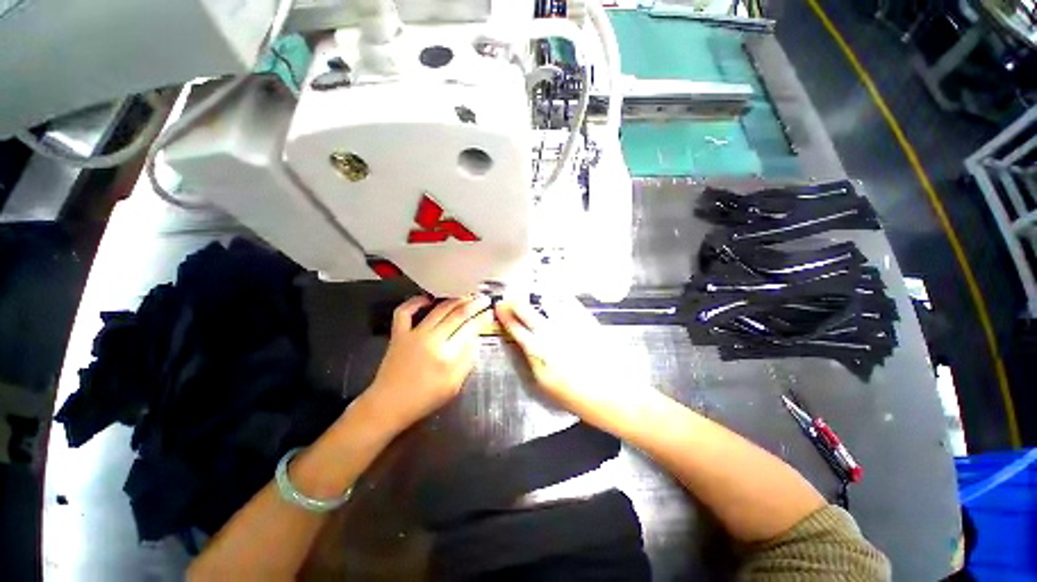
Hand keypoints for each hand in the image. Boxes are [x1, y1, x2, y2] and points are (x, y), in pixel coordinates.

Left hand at [363, 295, 492, 431]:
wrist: (389, 405)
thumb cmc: (425, 399)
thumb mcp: (454, 386)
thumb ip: (467, 361)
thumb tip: (475, 340)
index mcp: (448, 355)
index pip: (470, 329)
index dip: (483, 318)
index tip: (490, 312)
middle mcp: (432, 339)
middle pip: (458, 315)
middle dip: (474, 304)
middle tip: (483, 298)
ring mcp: (414, 334)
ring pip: (438, 309)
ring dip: (455, 300)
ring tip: (466, 295)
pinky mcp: (399, 334)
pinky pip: (405, 312)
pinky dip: (415, 301)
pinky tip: (428, 299)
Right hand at [495, 295, 652, 430]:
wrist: (614, 395)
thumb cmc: (577, 397)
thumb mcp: (545, 385)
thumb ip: (532, 361)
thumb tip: (524, 344)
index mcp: (539, 352)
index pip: (516, 329)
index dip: (506, 317)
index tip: (499, 307)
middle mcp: (551, 334)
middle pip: (528, 312)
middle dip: (516, 303)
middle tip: (510, 298)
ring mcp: (569, 325)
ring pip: (548, 303)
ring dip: (537, 297)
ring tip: (532, 293)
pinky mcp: (587, 321)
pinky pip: (571, 303)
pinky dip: (561, 296)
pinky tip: (557, 294)